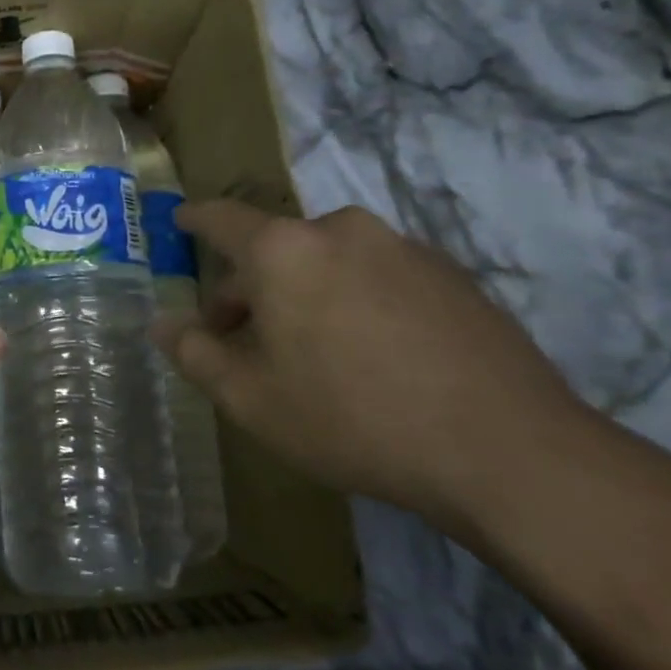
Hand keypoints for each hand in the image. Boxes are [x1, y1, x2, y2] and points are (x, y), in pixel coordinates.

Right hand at [154, 202, 593, 532]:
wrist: (507, 451)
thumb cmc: (352, 418)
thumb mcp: (252, 399)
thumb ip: (195, 354)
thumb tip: (163, 324)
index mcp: (283, 250)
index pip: (221, 218)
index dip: (194, 219)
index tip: (180, 221)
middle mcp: (340, 231)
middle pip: (275, 248)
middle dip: (250, 286)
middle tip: (242, 338)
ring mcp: (403, 248)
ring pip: (329, 261)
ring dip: (305, 293)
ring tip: (312, 352)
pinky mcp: (452, 275)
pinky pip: (378, 276)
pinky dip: (356, 300)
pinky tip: (373, 356)